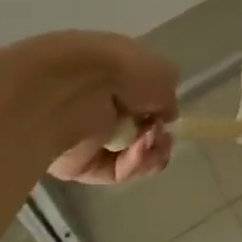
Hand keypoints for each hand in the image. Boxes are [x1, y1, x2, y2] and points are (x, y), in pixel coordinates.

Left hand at [44, 33, 179, 185]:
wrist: (71, 89)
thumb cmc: (121, 70)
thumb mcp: (163, 72)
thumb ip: (168, 96)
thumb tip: (163, 115)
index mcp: (116, 76)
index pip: (143, 98)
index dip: (162, 109)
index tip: (170, 116)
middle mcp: (101, 104)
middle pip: (140, 131)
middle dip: (159, 137)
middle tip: (164, 138)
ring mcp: (89, 136)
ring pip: (131, 155)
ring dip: (150, 152)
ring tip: (152, 143)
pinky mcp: (78, 165)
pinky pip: (115, 171)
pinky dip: (133, 164)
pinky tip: (138, 151)